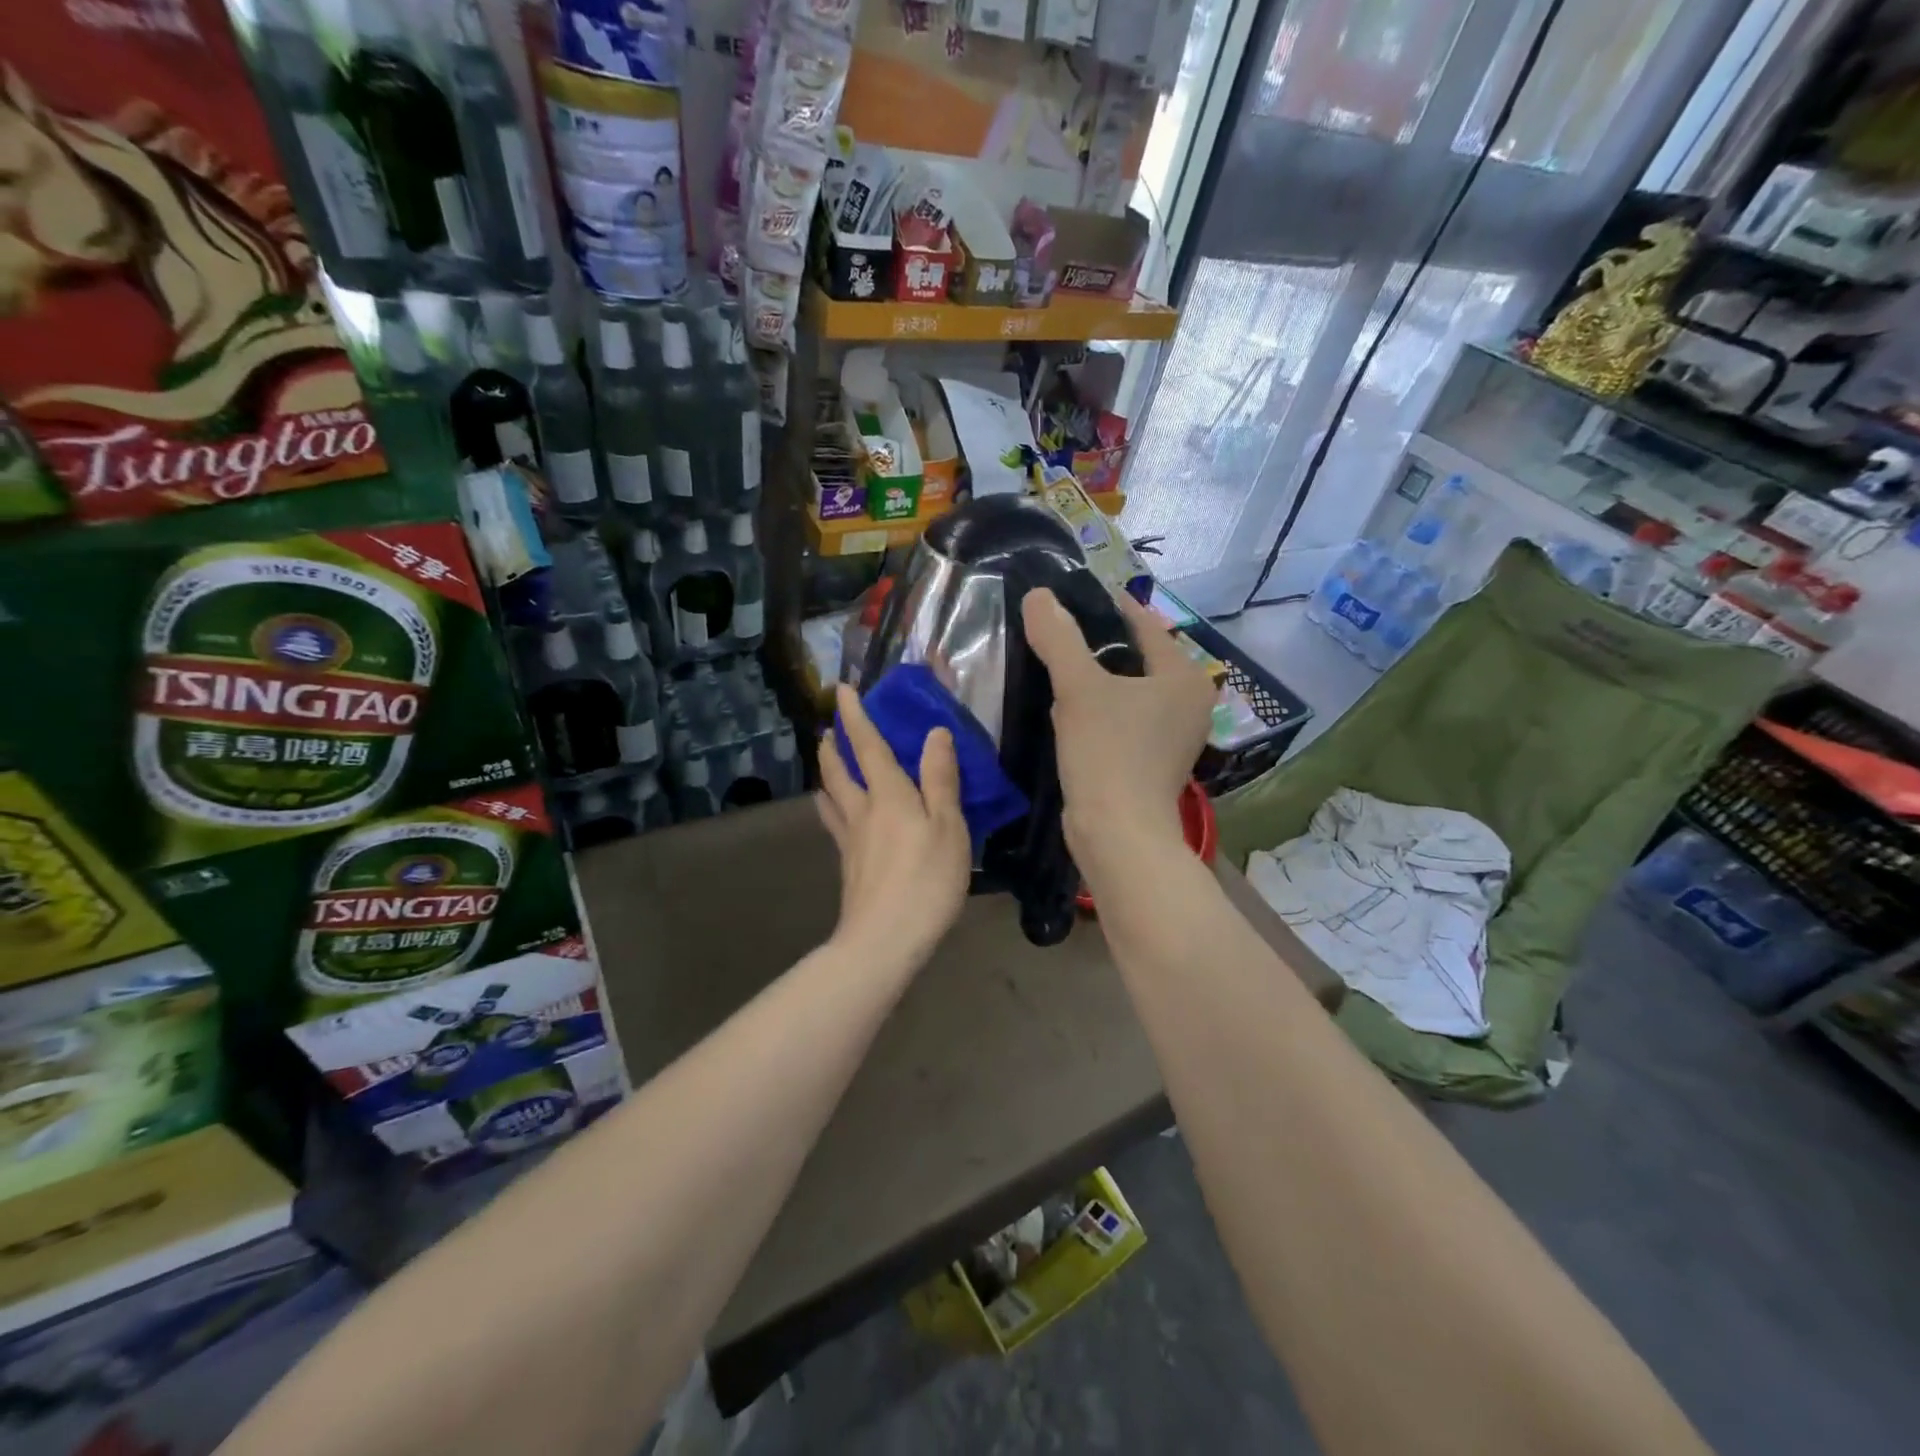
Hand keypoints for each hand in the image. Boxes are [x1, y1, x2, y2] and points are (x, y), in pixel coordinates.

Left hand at [817, 683, 971, 964]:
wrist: (884, 940)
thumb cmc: (926, 880)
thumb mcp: (948, 827)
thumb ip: (941, 779)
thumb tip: (934, 732)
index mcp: (889, 795)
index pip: (868, 746)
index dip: (856, 716)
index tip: (842, 690)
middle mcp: (862, 811)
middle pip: (839, 771)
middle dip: (832, 746)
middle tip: (827, 729)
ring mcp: (850, 840)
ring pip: (831, 797)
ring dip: (826, 774)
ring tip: (824, 764)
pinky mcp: (848, 866)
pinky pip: (835, 824)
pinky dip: (831, 808)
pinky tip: (837, 817)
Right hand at [1021, 588, 1215, 870]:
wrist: (1117, 834)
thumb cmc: (1108, 753)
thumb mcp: (1079, 688)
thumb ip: (1059, 638)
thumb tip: (1038, 595)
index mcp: (1184, 677)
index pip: (1144, 624)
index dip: (1106, 605)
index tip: (1069, 594)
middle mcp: (1188, 702)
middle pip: (1135, 657)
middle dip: (1096, 644)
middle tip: (1054, 628)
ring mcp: (1172, 734)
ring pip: (1126, 689)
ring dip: (1094, 678)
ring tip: (1053, 661)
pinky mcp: (1152, 760)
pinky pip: (1122, 718)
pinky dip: (1098, 709)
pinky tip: (1064, 707)